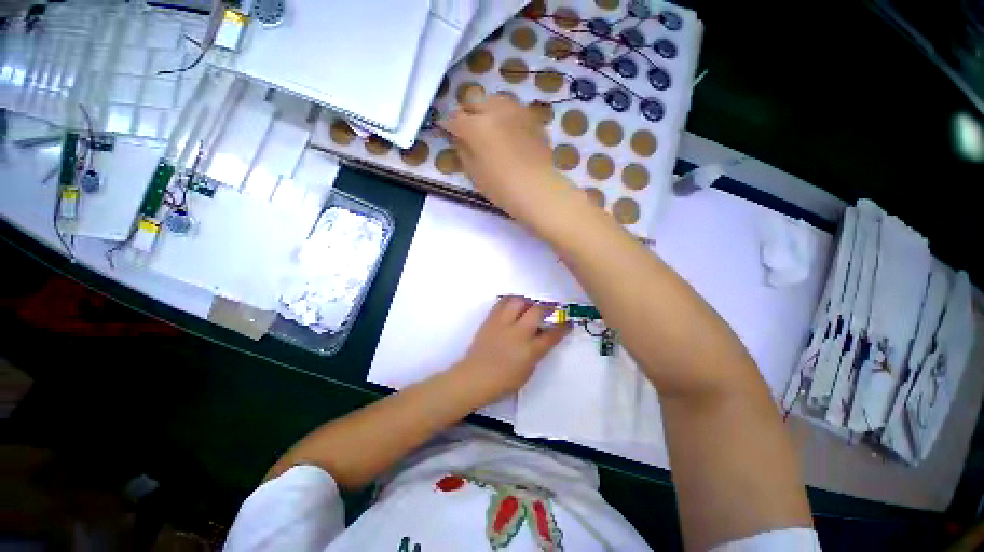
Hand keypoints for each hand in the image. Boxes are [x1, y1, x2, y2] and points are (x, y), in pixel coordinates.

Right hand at [440, 94, 570, 223]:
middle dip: (467, 113)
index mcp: (477, 126)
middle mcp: (496, 111)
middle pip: (475, 102)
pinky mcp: (533, 119)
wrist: (539, 190)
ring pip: (496, 101)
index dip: (447, 125)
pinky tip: (507, 131)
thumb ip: (464, 152)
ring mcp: (518, 112)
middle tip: (466, 128)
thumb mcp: (475, 174)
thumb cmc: (502, 188)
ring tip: (487, 126)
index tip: (445, 131)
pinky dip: (505, 116)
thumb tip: (460, 140)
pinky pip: (513, 110)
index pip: (455, 119)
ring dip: (487, 110)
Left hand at [452, 296, 570, 403]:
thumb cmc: (503, 382)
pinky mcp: (490, 320)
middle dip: (548, 308)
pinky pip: (501, 303)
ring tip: (530, 305)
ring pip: (518, 301)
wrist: (474, 377)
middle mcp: (518, 333)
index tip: (568, 322)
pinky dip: (510, 300)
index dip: (563, 327)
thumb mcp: (527, 371)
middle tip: (551, 309)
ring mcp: (502, 324)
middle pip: (537, 311)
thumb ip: (537, 353)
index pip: (552, 334)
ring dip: (528, 301)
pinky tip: (514, 304)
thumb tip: (541, 338)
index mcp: (530, 350)